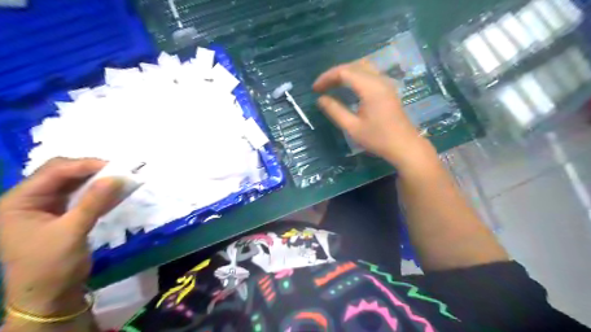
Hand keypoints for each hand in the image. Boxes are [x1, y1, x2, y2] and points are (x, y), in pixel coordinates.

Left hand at [0, 159, 121, 314]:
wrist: (50, 295)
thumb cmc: (52, 265)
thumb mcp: (72, 231)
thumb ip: (94, 202)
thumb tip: (118, 177)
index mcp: (18, 201)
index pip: (53, 171)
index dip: (85, 165)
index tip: (116, 166)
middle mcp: (29, 199)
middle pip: (62, 174)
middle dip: (91, 170)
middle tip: (119, 172)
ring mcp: (46, 207)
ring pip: (74, 183)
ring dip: (97, 180)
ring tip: (121, 178)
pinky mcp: (61, 214)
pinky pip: (82, 196)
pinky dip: (99, 193)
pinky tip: (116, 191)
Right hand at [310, 60, 432, 165]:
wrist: (404, 146)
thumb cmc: (378, 139)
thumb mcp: (352, 127)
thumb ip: (335, 111)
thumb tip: (320, 99)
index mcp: (370, 88)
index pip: (344, 72)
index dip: (327, 77)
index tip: (315, 89)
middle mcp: (379, 80)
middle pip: (353, 65)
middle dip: (334, 74)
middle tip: (321, 87)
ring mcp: (385, 83)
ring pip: (362, 66)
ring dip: (345, 72)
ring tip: (332, 85)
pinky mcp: (388, 88)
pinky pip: (369, 73)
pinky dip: (355, 75)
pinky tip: (348, 87)